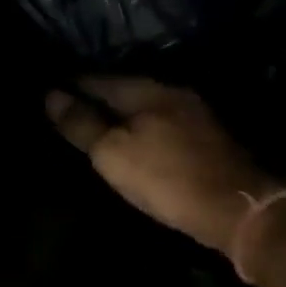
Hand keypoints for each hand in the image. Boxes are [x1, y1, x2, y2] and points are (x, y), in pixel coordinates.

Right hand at [44, 77, 285, 254]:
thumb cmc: (166, 178)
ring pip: (147, 106)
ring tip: (98, 123)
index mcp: (147, 90)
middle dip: (99, 95)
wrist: (235, 207)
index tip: (50, 90)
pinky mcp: (207, 138)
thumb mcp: (113, 153)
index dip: (73, 84)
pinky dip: (144, 127)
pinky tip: (137, 139)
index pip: (99, 79)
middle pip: (125, 89)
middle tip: (70, 105)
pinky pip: (163, 123)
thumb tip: (51, 95)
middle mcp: (172, 93)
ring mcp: (195, 114)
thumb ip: (82, 124)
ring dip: (123, 112)